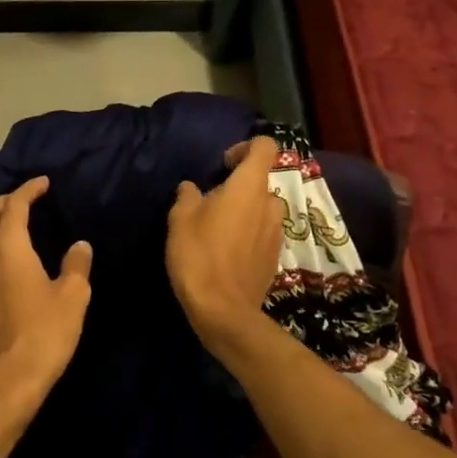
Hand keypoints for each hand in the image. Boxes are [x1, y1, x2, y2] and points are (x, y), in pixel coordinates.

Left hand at [0, 176, 92, 411]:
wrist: (8, 382)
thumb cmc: (44, 333)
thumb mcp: (73, 296)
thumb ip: (76, 265)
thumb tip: (79, 245)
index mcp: (9, 248)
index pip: (15, 206)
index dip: (29, 190)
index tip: (43, 182)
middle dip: (4, 200)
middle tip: (26, 197)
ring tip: (19, 224)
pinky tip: (12, 261)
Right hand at [165, 137, 283, 339]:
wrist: (223, 310)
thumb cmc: (199, 255)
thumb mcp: (180, 219)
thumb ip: (187, 196)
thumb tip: (191, 188)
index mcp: (249, 187)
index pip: (265, 147)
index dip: (245, 148)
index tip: (223, 164)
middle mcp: (270, 204)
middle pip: (260, 181)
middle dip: (239, 186)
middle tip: (211, 203)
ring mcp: (277, 232)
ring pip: (262, 208)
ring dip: (245, 211)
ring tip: (218, 229)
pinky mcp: (275, 256)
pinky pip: (263, 232)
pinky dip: (249, 234)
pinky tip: (227, 252)